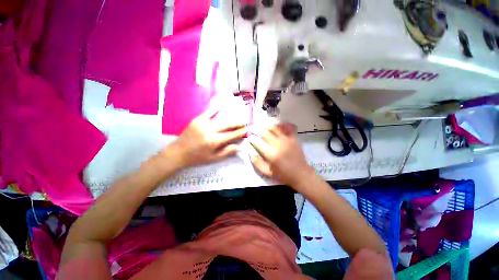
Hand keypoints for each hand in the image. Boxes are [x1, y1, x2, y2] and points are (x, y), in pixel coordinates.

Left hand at [168, 108, 247, 168]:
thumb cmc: (197, 158)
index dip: (240, 132)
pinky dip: (216, 109)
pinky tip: (222, 106)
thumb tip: (239, 147)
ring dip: (230, 118)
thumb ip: (227, 152)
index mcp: (214, 141)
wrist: (178, 153)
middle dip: (238, 123)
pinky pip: (208, 112)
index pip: (231, 135)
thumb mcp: (213, 158)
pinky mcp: (197, 120)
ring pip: (220, 119)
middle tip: (245, 122)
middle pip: (228, 125)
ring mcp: (202, 123)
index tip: (247, 129)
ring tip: (237, 117)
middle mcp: (209, 130)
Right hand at [249, 123, 314, 186]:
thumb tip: (250, 154)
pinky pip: (287, 127)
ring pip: (274, 128)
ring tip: (264, 127)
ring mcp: (286, 140)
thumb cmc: (283, 174)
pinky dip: (282, 125)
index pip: (257, 142)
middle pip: (264, 132)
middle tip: (255, 130)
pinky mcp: (294, 138)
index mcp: (270, 153)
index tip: (250, 138)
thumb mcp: (267, 172)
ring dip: (268, 126)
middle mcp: (277, 144)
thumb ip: (257, 163)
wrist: (300, 174)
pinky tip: (278, 125)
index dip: (252, 138)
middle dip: (257, 130)